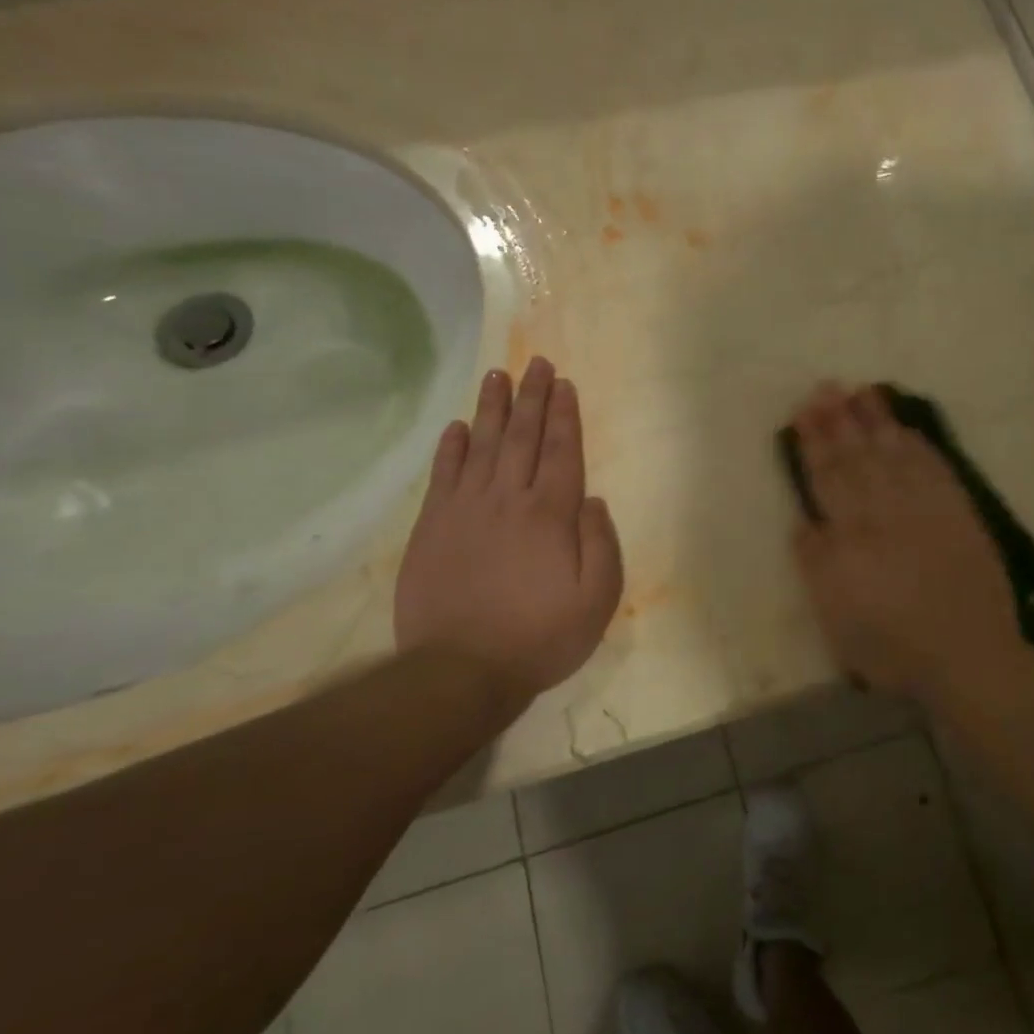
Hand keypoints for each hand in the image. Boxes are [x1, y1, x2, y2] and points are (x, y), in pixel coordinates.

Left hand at [395, 358, 622, 711]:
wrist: (460, 670)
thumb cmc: (539, 637)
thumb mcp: (596, 600)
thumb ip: (601, 545)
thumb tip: (591, 500)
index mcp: (550, 515)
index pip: (562, 452)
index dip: (565, 416)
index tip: (565, 384)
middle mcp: (508, 500)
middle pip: (523, 438)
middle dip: (533, 398)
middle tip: (537, 364)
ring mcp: (465, 510)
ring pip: (482, 446)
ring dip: (493, 409)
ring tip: (498, 376)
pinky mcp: (432, 527)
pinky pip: (444, 475)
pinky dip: (451, 448)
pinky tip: (457, 427)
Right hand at [788, 383, 1020, 699]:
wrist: (968, 656)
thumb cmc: (892, 648)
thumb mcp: (836, 619)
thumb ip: (817, 566)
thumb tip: (805, 521)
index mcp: (850, 537)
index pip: (828, 478)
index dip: (814, 444)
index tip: (804, 412)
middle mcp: (885, 512)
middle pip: (857, 457)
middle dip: (840, 420)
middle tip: (827, 387)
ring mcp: (925, 508)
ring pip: (895, 453)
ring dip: (877, 421)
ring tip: (863, 391)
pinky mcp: (958, 512)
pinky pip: (934, 467)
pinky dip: (919, 445)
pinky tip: (907, 428)